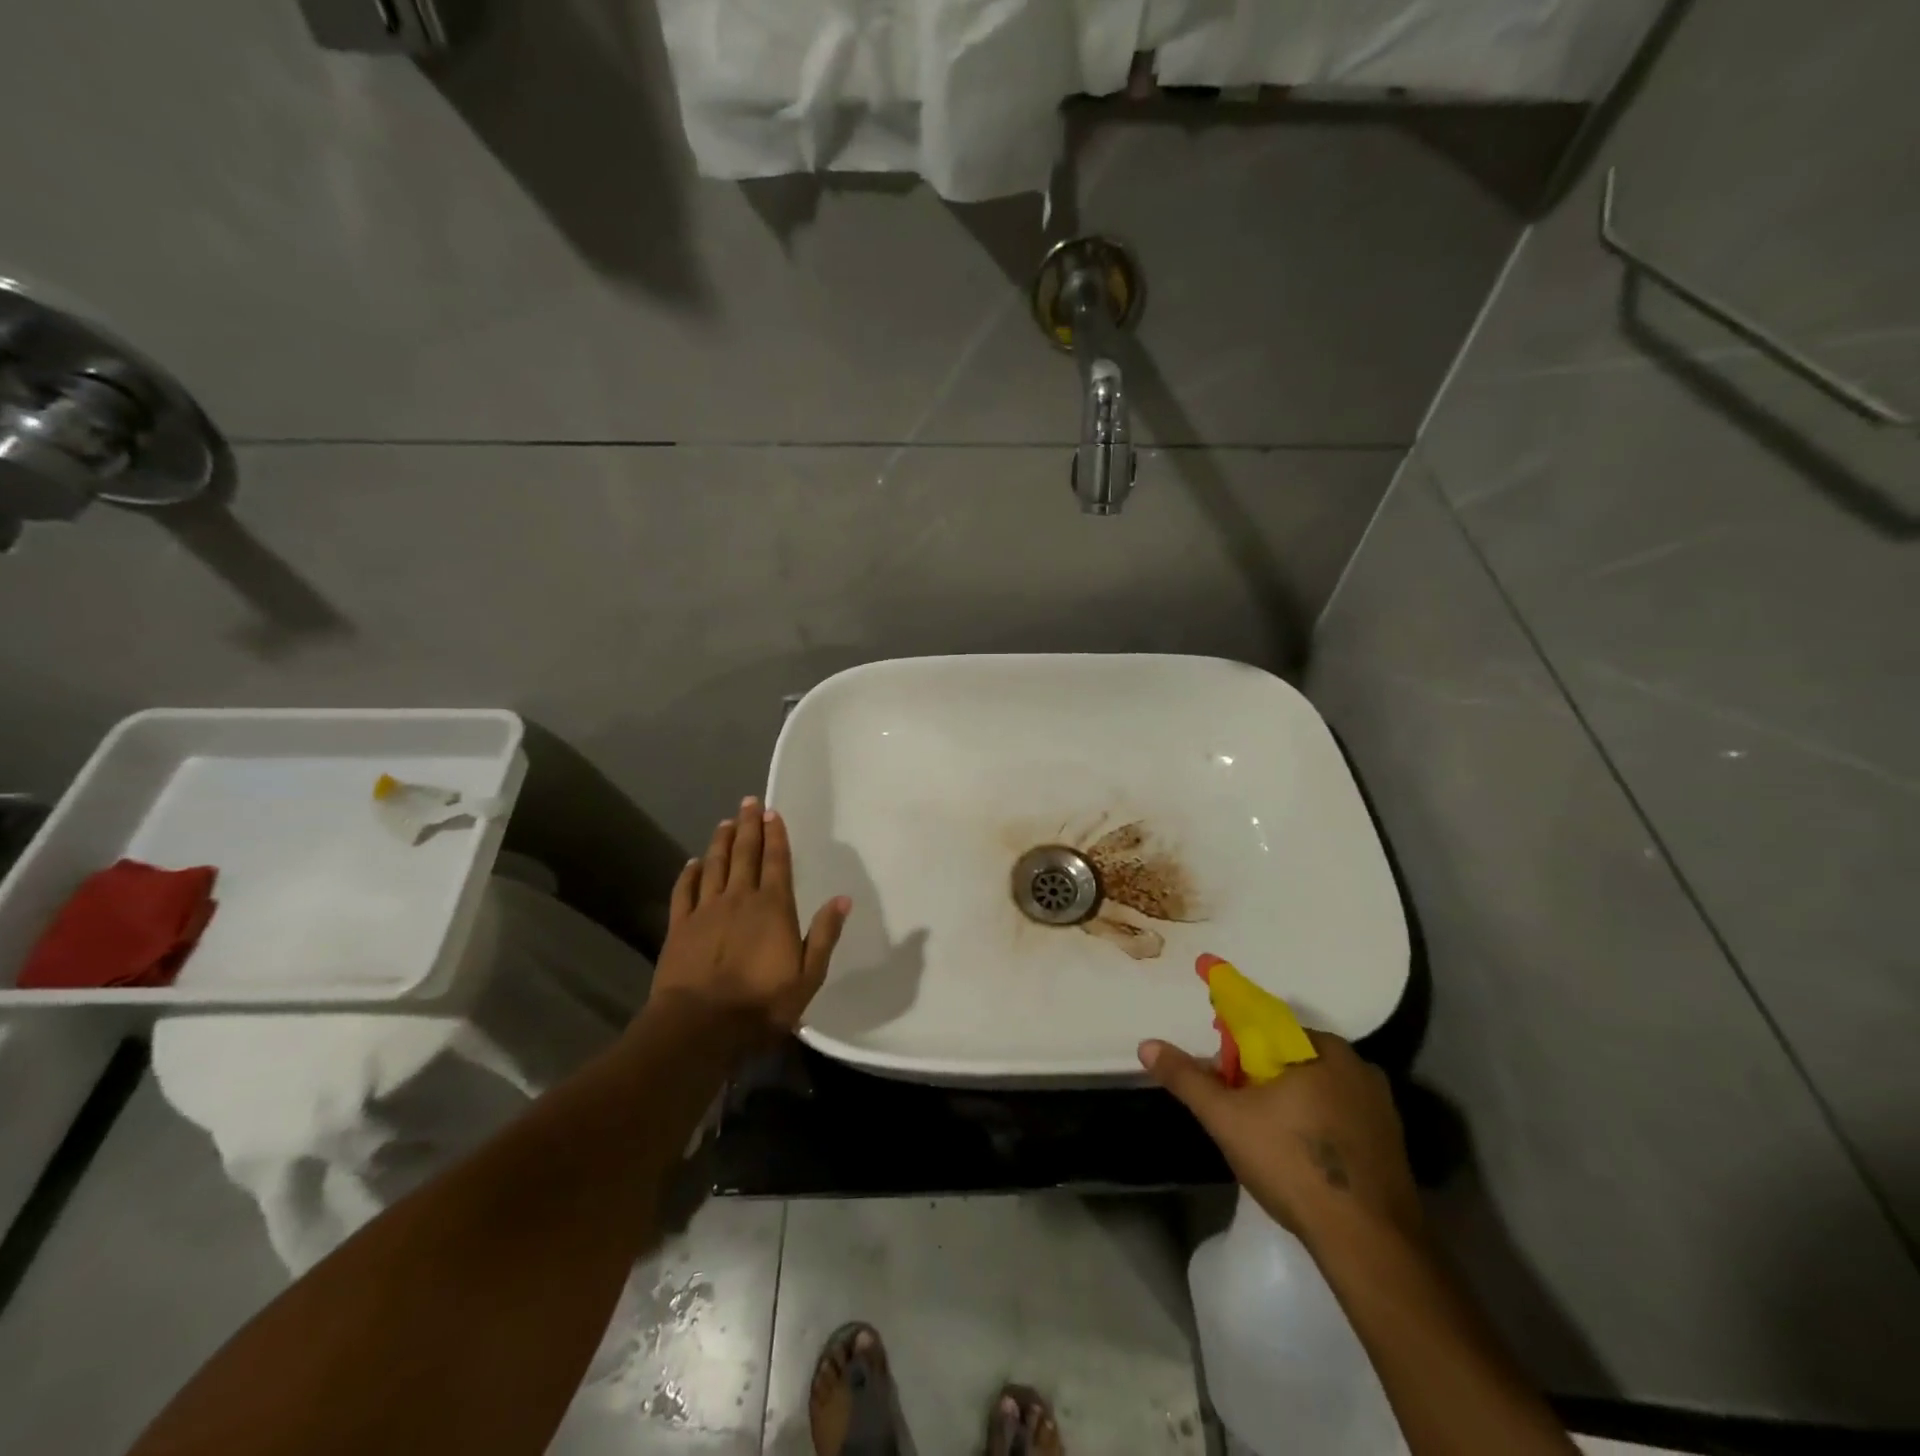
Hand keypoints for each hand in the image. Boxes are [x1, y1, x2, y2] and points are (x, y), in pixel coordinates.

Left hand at [648, 798, 850, 1041]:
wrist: (700, 1026)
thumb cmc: (761, 1003)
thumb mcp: (808, 976)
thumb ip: (824, 935)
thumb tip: (842, 899)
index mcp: (773, 907)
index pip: (776, 862)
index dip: (775, 835)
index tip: (772, 812)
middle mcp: (739, 898)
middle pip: (745, 854)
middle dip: (749, 826)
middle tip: (749, 802)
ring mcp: (706, 910)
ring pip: (714, 865)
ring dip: (721, 842)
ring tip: (726, 822)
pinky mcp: (680, 926)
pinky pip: (684, 891)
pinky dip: (689, 873)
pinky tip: (692, 862)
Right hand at [1139, 1025, 1422, 1246]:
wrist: (1368, 1243)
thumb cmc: (1292, 1164)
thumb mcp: (1225, 1117)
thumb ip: (1186, 1078)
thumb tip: (1147, 1045)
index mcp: (1320, 1047)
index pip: (1266, 1028)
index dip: (1236, 1049)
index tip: (1222, 1076)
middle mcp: (1357, 1066)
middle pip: (1292, 1058)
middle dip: (1262, 1077)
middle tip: (1239, 1110)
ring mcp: (1381, 1106)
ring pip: (1319, 1089)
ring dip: (1291, 1102)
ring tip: (1267, 1138)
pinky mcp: (1393, 1144)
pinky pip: (1342, 1118)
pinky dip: (1318, 1126)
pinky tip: (1302, 1158)